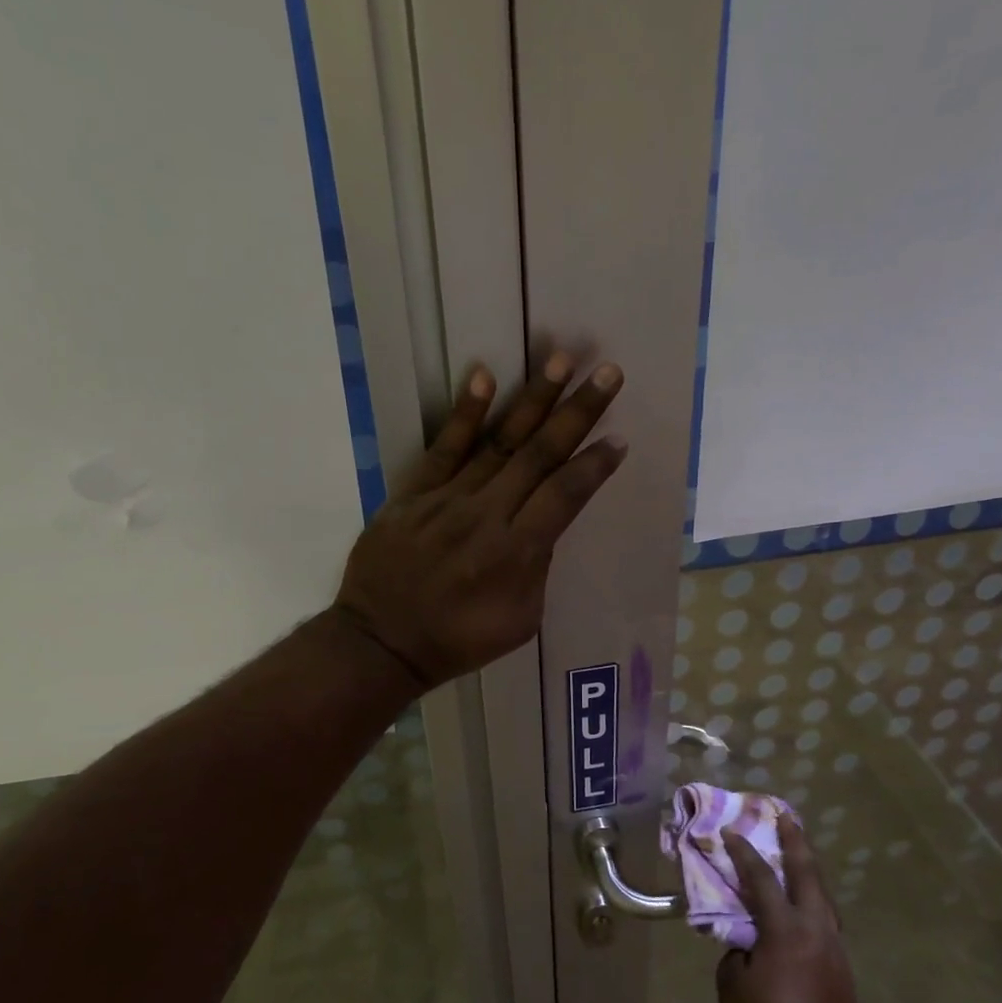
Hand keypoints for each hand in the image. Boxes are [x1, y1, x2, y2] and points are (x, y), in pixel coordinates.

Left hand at [334, 352, 626, 686]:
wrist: (382, 643)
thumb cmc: (458, 640)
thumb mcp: (519, 621)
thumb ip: (537, 568)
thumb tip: (542, 526)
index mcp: (516, 552)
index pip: (565, 495)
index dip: (594, 465)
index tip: (619, 438)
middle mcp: (486, 515)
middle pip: (540, 455)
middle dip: (578, 412)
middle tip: (608, 373)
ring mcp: (447, 499)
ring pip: (498, 442)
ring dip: (533, 399)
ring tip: (561, 359)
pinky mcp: (413, 494)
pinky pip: (443, 448)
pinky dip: (465, 413)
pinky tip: (485, 376)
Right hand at [717, 816, 862, 1002]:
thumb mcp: (732, 984)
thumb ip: (738, 949)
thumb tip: (748, 941)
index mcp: (786, 930)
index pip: (762, 879)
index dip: (743, 853)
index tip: (729, 832)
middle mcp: (818, 931)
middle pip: (809, 875)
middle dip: (796, 843)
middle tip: (786, 818)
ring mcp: (835, 950)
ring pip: (824, 898)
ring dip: (809, 872)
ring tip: (796, 855)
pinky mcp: (842, 971)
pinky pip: (826, 923)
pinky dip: (813, 904)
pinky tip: (801, 909)